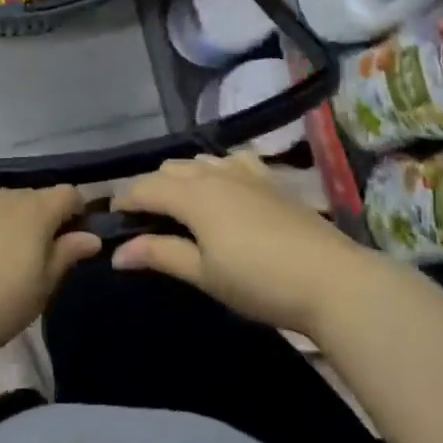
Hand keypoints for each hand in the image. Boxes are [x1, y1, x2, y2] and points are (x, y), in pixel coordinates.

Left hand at [0, 187, 101, 358]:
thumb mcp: (38, 290)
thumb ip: (64, 257)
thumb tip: (90, 236)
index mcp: (36, 210)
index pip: (70, 195)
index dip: (80, 213)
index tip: (78, 242)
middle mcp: (6, 194)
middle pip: (36, 199)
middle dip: (45, 222)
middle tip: (42, 262)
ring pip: (5, 205)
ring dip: (12, 226)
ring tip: (5, 263)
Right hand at [112, 153, 371, 337]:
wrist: (331, 279)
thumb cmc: (259, 281)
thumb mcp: (204, 274)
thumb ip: (159, 255)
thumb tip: (117, 252)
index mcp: (192, 195)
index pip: (143, 187)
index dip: (123, 201)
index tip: (111, 221)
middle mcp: (214, 173)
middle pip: (168, 169)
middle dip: (150, 189)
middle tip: (145, 223)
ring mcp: (245, 172)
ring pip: (198, 161)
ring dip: (180, 178)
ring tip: (180, 208)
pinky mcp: (270, 179)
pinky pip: (231, 161)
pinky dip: (214, 170)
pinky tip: (222, 189)